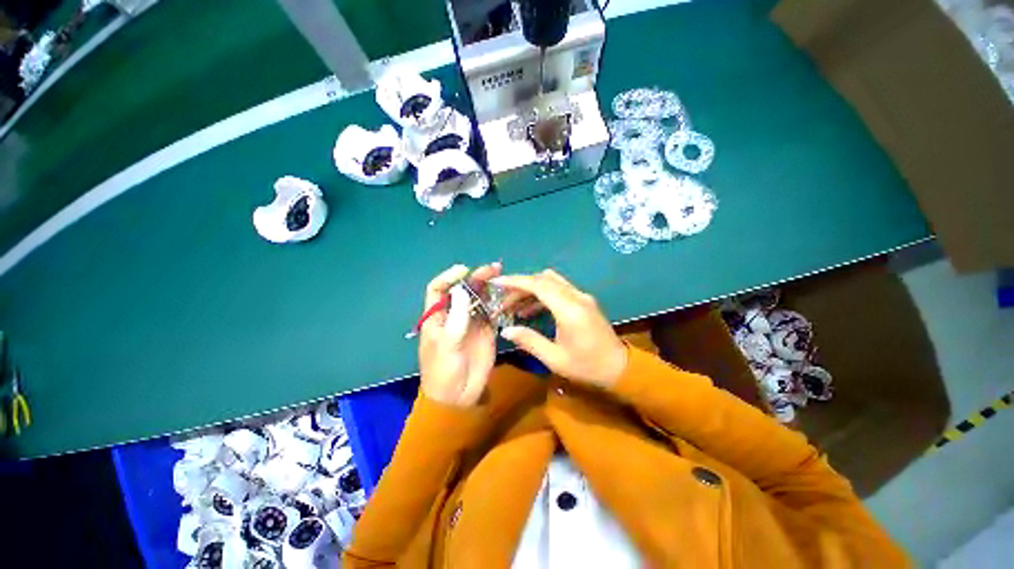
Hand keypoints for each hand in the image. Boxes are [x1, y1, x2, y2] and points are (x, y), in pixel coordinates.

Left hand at [418, 263, 500, 406]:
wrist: (459, 397)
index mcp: (437, 316)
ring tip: (501, 276)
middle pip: (463, 290)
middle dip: (475, 277)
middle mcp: (454, 314)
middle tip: (493, 269)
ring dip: (489, 287)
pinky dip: (498, 302)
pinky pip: (491, 311)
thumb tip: (463, 290)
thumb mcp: (447, 344)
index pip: (438, 289)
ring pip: (479, 298)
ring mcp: (471, 321)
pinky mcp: (486, 330)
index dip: (449, 276)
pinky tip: (506, 295)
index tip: (464, 270)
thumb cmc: (443, 371)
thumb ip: (457, 317)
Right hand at [493, 270, 627, 388]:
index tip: (496, 282)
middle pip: (543, 280)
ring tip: (514, 307)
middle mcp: (576, 297)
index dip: (515, 281)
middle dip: (519, 287)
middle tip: (503, 301)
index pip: (538, 285)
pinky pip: (559, 289)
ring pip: (551, 282)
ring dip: (530, 289)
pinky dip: (542, 294)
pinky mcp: (583, 300)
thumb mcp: (555, 358)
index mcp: (569, 310)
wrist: (619, 367)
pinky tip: (531, 310)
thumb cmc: (587, 366)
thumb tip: (506, 331)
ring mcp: (581, 296)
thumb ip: (529, 341)